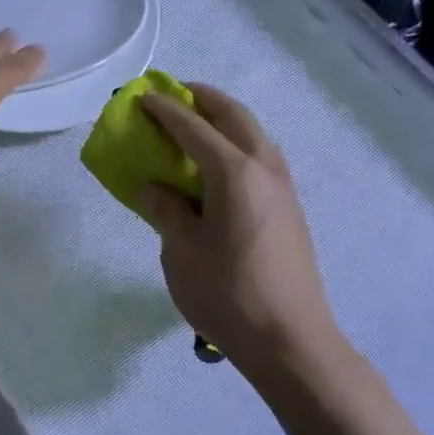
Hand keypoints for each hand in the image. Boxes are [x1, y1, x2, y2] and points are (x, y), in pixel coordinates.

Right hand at [140, 84, 342, 374]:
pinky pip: (262, 157)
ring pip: (255, 134)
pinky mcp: (290, 209)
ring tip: (199, 124)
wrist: (290, 340)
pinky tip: (223, 166)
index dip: (165, 110)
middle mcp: (264, 168)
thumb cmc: (227, 292)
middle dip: (205, 99)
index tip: (143, 97)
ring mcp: (283, 188)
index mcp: (234, 171)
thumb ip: (166, 210)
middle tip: (177, 94)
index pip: (194, 127)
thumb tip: (155, 189)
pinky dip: (239, 144)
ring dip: (227, 120)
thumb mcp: (181, 251)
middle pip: (234, 117)